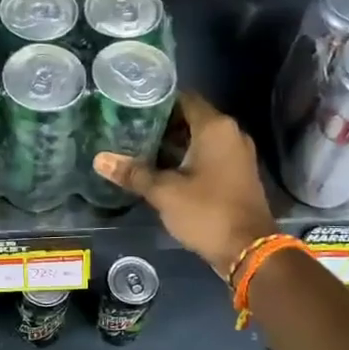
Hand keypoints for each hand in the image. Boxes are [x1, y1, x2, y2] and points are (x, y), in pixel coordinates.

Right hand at [94, 93, 277, 277]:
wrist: (249, 250)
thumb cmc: (207, 212)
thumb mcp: (164, 192)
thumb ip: (133, 173)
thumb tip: (99, 160)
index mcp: (215, 128)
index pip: (184, 98)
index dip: (157, 101)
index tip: (131, 106)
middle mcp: (231, 133)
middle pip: (191, 117)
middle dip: (161, 123)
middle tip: (129, 129)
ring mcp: (237, 154)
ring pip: (200, 138)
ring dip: (174, 143)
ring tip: (140, 148)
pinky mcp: (238, 173)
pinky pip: (209, 154)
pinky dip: (188, 157)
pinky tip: (163, 169)